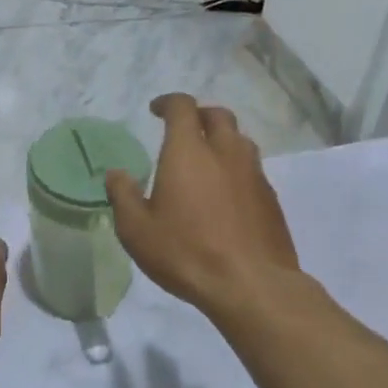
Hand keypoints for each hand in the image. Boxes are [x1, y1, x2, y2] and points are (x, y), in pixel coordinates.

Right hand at [105, 94, 300, 319]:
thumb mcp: (137, 230)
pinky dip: (237, 170)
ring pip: (240, 141)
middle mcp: (225, 152)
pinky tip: (226, 195)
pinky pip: (252, 170)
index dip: (168, 103)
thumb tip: (115, 174)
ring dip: (222, 141)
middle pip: (218, 115)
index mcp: (189, 151)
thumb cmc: (186, 252)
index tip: (155, 110)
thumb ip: (123, 196)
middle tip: (184, 131)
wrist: (252, 285)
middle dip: (199, 116)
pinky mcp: (271, 198)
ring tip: (206, 161)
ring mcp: (254, 174)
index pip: (182, 107)